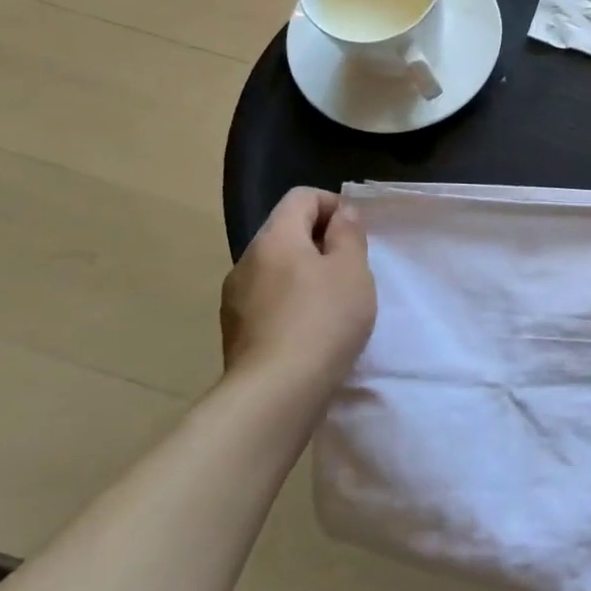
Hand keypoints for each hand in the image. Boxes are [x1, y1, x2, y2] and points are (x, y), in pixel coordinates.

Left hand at [219, 188, 376, 404]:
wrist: (275, 393)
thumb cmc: (323, 320)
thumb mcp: (352, 270)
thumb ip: (348, 234)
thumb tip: (342, 212)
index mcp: (275, 238)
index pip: (301, 197)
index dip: (333, 205)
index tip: (356, 234)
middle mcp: (247, 260)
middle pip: (286, 232)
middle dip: (320, 242)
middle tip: (351, 270)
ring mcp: (235, 298)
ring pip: (276, 269)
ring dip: (305, 275)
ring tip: (333, 304)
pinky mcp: (234, 331)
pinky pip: (267, 300)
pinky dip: (290, 303)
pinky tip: (310, 331)